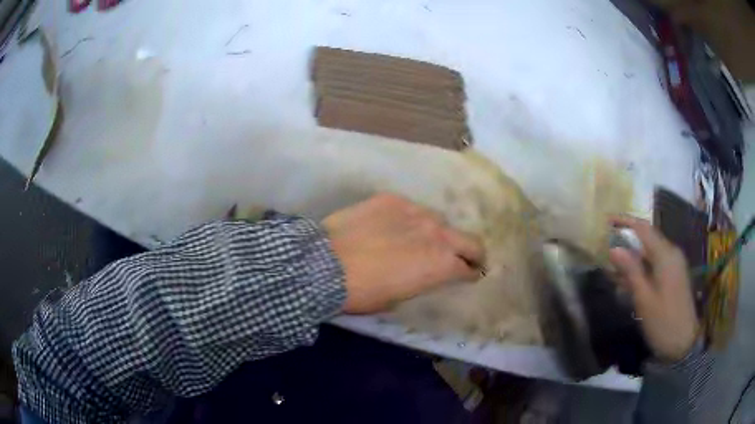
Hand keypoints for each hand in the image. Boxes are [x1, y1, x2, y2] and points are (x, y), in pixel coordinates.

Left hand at [322, 194, 485, 313]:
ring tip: (421, 239)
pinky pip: (411, 209)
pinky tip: (393, 226)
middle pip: (469, 240)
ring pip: (439, 220)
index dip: (471, 273)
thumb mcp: (398, 298)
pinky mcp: (392, 199)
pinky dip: (410, 219)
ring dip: (437, 233)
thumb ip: (422, 281)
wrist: (325, 263)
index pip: (469, 268)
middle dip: (472, 252)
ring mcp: (416, 212)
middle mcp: (437, 234)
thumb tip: (425, 273)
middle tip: (466, 258)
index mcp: (442, 264)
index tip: (469, 275)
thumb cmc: (363, 292)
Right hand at [608, 216, 699, 362]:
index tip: (606, 221)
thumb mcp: (644, 299)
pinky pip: (655, 264)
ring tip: (613, 269)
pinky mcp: (673, 276)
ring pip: (650, 253)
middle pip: (647, 239)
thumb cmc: (663, 322)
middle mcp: (671, 253)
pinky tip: (628, 281)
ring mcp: (674, 265)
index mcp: (666, 255)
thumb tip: (614, 248)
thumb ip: (631, 271)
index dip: (625, 221)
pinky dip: (641, 268)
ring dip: (632, 258)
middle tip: (606, 251)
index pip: (643, 228)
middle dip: (627, 242)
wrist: (683, 343)